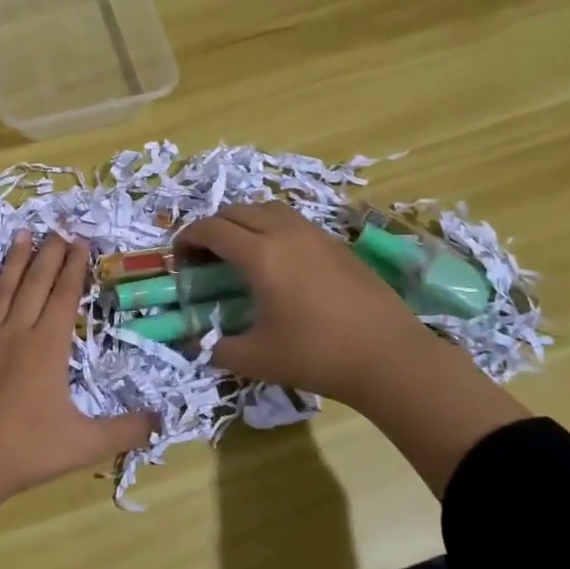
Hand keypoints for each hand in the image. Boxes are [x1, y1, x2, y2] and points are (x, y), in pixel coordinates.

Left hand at [0, 231, 157, 568]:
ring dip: (15, 260)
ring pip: (3, 289)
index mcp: (47, 346)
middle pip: (35, 282)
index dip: (74, 266)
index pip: (64, 295)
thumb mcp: (84, 445)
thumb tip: (164, 421)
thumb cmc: (25, 451)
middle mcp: (16, 332)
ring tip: (23, 234)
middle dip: (49, 253)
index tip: (80, 241)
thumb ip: (126, 431)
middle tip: (58, 228)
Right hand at [177, 204, 428, 406]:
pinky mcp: (337, 244)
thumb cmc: (316, 356)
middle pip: (236, 211)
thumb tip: (194, 345)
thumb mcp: (254, 359)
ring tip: (239, 254)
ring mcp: (316, 234)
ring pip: (267, 209)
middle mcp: (285, 233)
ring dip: (243, 224)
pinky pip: (292, 221)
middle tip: (205, 259)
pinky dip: (271, 230)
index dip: (187, 239)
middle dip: (212, 229)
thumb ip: (215, 348)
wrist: (389, 357)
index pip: (211, 229)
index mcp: (260, 255)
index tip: (179, 261)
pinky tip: (277, 263)